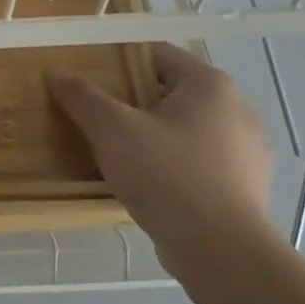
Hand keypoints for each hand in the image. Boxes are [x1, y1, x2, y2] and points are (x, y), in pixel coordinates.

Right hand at [48, 43, 274, 266]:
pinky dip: (173, 164)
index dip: (118, 60)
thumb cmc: (166, 175)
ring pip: (187, 129)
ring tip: (118, 152)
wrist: (220, 250)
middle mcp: (237, 108)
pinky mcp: (246, 185)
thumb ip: (83, 97)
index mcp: (210, 85)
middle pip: (172, 92)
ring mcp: (247, 150)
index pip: (157, 54)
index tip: (88, 78)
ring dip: (154, 134)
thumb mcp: (112, 130)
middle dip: (133, 101)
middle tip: (96, 117)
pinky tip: (148, 183)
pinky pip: (200, 161)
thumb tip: (56, 71)